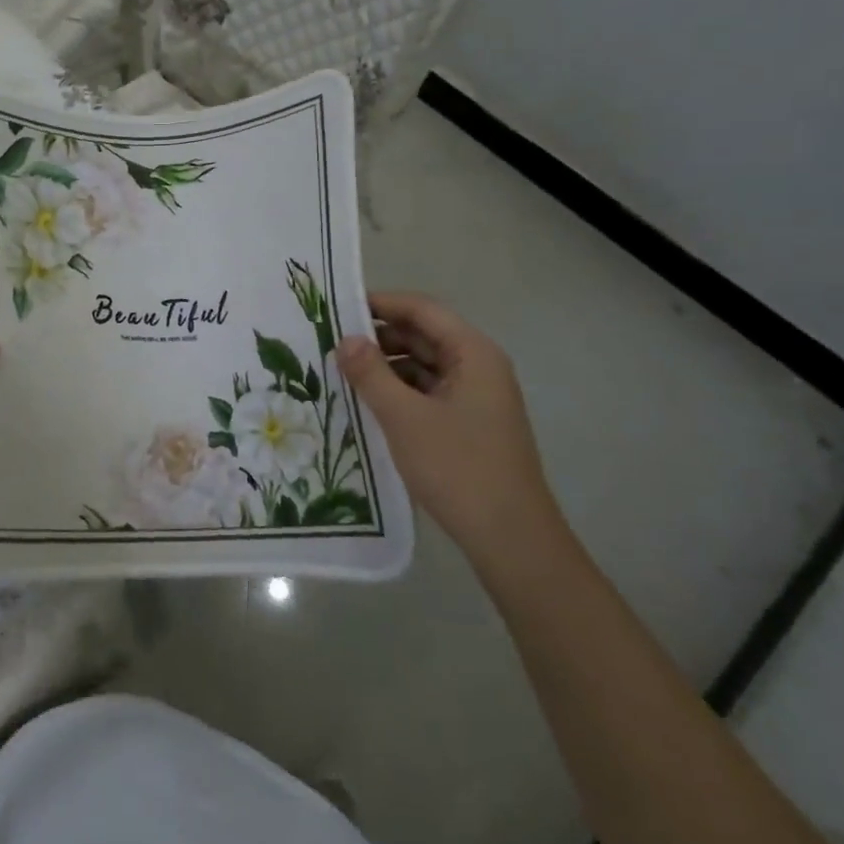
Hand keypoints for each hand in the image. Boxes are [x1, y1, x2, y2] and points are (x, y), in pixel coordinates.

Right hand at [335, 292, 559, 559]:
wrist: (512, 541)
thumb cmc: (459, 469)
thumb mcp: (404, 418)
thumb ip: (371, 374)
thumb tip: (344, 339)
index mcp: (473, 354)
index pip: (422, 309)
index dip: (381, 303)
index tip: (338, 306)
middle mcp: (478, 367)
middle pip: (424, 334)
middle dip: (379, 336)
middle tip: (331, 341)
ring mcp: (476, 397)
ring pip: (424, 364)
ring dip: (386, 365)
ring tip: (342, 371)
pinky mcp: (469, 423)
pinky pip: (428, 391)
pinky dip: (399, 390)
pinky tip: (368, 402)